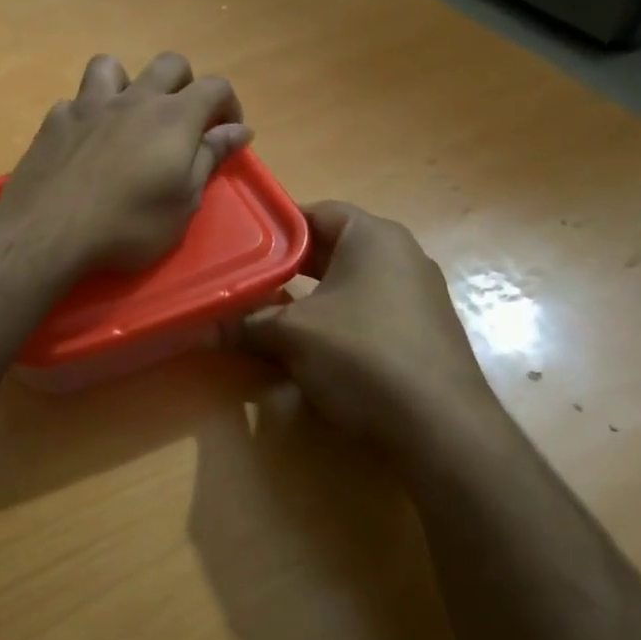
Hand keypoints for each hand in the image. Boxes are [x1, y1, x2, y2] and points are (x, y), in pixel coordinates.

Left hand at [3, 53, 252, 272]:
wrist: (48, 230)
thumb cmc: (128, 225)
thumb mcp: (183, 203)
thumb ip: (210, 158)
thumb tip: (239, 130)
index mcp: (174, 117)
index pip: (215, 86)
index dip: (229, 104)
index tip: (227, 132)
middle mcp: (134, 99)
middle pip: (169, 64)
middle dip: (185, 84)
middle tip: (182, 122)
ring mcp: (89, 104)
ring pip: (112, 65)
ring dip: (127, 82)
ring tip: (127, 115)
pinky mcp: (55, 120)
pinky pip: (75, 101)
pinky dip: (87, 114)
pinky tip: (85, 141)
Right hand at [238, 201, 507, 448]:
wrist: (440, 427)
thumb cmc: (362, 355)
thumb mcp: (292, 335)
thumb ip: (245, 325)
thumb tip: (200, 329)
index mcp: (374, 236)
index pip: (316, 212)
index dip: (275, 227)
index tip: (241, 246)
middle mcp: (402, 256)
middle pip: (332, 249)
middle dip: (287, 268)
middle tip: (246, 281)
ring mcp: (418, 296)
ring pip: (348, 285)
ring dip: (309, 299)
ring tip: (268, 316)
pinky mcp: (422, 333)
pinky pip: (368, 313)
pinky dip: (336, 322)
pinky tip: (311, 349)